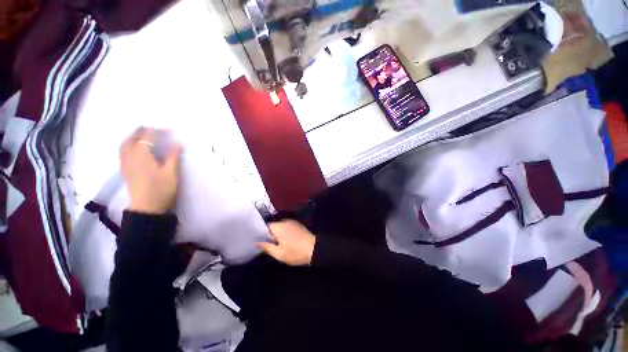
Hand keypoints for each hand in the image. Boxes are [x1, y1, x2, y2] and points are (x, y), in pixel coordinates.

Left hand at [120, 127, 181, 214]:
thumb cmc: (161, 189)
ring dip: (134, 136)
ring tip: (144, 135)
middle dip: (143, 130)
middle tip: (155, 129)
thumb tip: (178, 143)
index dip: (158, 130)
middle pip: (133, 137)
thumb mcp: (172, 172)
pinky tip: (136, 147)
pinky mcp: (125, 169)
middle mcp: (130, 156)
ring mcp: (125, 163)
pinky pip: (123, 151)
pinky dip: (129, 144)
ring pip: (125, 143)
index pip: (148, 136)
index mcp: (142, 154)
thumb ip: (173, 156)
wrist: (147, 207)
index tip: (170, 130)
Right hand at [257, 220, 315, 265]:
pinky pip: (286, 227)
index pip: (265, 226)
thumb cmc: (295, 252)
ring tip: (275, 243)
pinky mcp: (297, 224)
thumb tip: (256, 242)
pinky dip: (283, 232)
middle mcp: (284, 221)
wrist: (314, 249)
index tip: (258, 241)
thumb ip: (266, 247)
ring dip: (277, 233)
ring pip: (280, 227)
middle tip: (266, 244)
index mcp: (278, 226)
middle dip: (269, 234)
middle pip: (273, 226)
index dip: (261, 234)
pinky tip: (284, 240)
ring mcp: (292, 222)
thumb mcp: (279, 253)